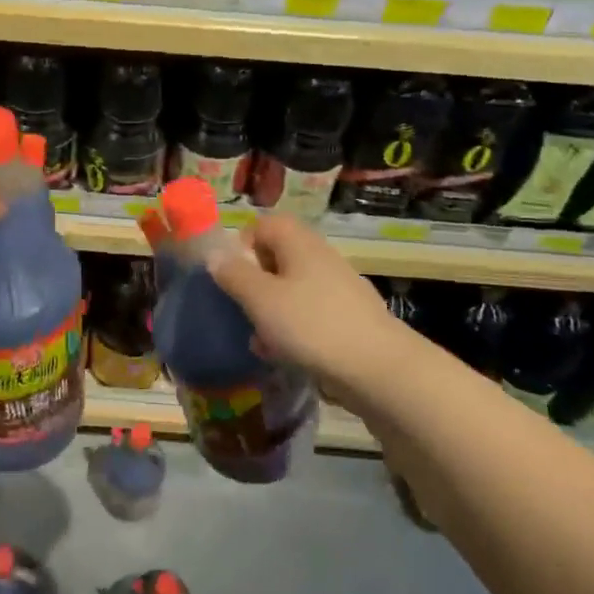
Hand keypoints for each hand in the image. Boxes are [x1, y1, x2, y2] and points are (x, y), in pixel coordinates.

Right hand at [207, 214, 402, 391]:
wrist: (379, 370)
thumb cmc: (312, 326)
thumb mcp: (261, 299)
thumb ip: (234, 274)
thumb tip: (214, 254)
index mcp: (299, 243)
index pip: (264, 223)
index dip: (242, 243)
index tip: (231, 274)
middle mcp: (321, 257)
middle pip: (278, 257)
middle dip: (255, 282)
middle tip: (242, 307)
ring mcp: (339, 288)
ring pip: (293, 289)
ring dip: (272, 309)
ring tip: (259, 338)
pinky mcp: (350, 318)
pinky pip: (311, 314)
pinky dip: (294, 329)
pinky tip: (285, 355)